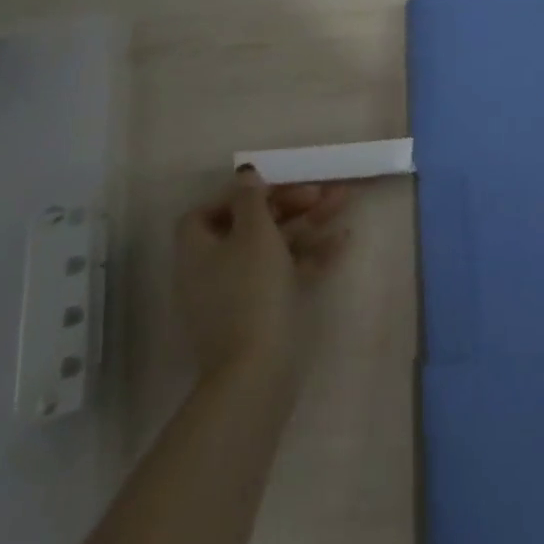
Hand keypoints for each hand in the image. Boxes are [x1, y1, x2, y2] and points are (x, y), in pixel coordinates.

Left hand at [176, 167, 350, 376]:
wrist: (257, 370)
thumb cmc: (251, 291)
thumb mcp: (254, 234)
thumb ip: (252, 199)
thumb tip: (246, 173)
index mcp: (199, 248)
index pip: (209, 211)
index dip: (240, 196)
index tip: (273, 189)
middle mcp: (213, 269)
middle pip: (250, 225)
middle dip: (289, 205)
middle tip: (322, 192)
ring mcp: (237, 293)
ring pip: (274, 247)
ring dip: (308, 224)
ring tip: (344, 203)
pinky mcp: (262, 313)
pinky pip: (285, 274)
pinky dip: (310, 256)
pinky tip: (342, 242)